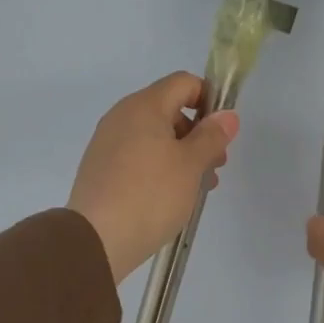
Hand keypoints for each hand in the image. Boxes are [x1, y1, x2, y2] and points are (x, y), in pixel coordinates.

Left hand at [69, 73, 238, 283]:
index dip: (209, 100)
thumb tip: (227, 115)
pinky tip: (170, 197)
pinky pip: (138, 157)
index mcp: (144, 106)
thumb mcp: (191, 164)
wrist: (96, 239)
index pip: (184, 83)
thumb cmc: (151, 195)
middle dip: (198, 134)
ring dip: (181, 155)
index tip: (222, 133)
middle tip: (215, 166)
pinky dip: (159, 168)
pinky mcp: (101, 169)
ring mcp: (107, 143)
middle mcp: (122, 116)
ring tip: (197, 189)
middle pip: (169, 110)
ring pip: (154, 137)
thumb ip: (212, 136)